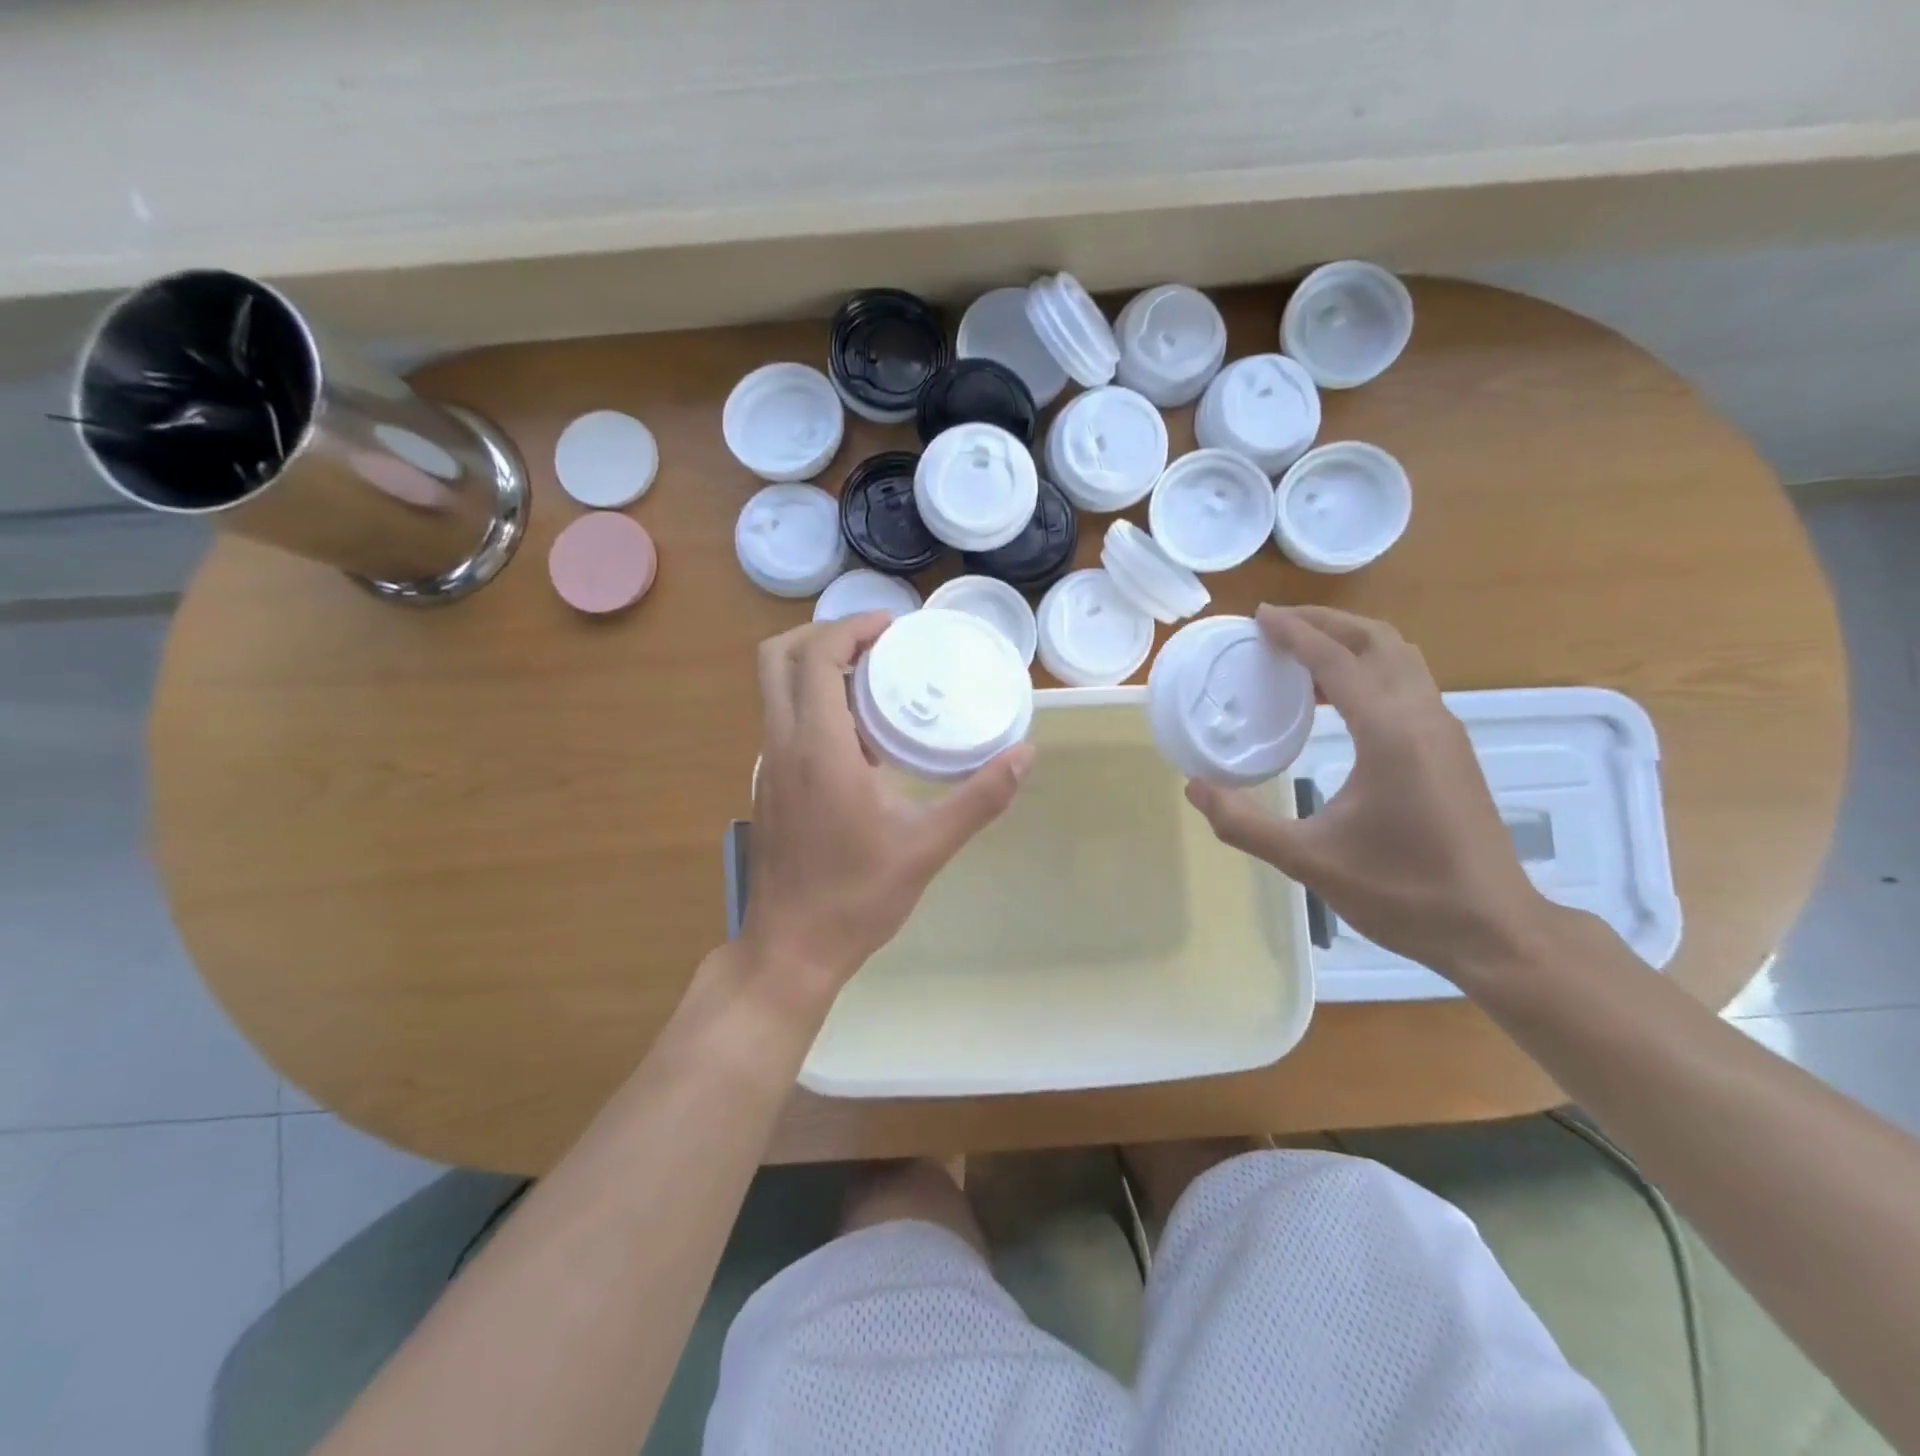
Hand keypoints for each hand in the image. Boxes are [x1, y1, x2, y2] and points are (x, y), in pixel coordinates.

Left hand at [742, 613, 1034, 1004]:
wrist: (792, 949)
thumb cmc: (857, 896)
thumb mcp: (928, 846)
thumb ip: (980, 797)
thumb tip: (1025, 755)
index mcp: (818, 749)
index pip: (817, 657)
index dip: (851, 627)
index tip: (892, 628)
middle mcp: (782, 746)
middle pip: (778, 658)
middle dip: (823, 635)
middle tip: (876, 644)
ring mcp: (768, 767)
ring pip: (775, 690)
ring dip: (817, 670)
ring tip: (874, 683)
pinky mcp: (768, 787)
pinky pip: (783, 722)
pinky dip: (813, 705)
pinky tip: (860, 740)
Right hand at [1184, 605, 1556, 985]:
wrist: (1493, 928)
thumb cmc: (1402, 892)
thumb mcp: (1310, 861)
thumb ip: (1244, 824)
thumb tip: (1194, 787)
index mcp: (1390, 734)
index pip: (1338, 661)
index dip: (1296, 633)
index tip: (1259, 617)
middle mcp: (1423, 718)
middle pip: (1378, 641)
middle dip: (1327, 622)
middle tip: (1278, 624)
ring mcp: (1444, 730)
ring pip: (1400, 657)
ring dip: (1352, 642)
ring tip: (1302, 654)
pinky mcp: (1450, 748)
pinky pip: (1408, 682)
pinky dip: (1369, 668)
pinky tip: (1337, 699)